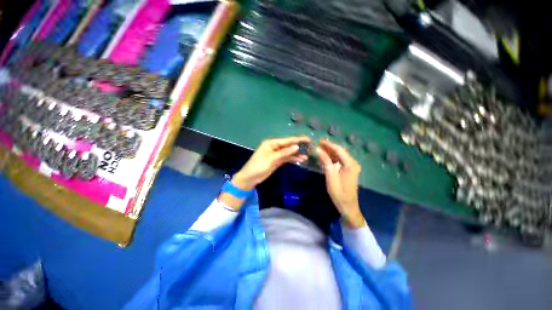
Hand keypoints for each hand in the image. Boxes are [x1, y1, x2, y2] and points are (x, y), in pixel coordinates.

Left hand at [221, 136, 309, 209]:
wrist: (250, 177)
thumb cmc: (259, 165)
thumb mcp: (272, 158)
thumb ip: (284, 152)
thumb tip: (296, 147)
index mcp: (271, 143)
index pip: (287, 140)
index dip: (298, 139)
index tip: (308, 139)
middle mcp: (275, 147)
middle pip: (289, 146)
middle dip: (298, 147)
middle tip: (310, 147)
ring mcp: (276, 154)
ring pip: (288, 153)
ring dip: (296, 154)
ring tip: (307, 156)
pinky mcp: (277, 161)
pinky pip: (286, 158)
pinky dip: (292, 159)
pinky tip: (300, 160)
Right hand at [318, 139, 365, 228]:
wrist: (348, 205)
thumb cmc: (339, 192)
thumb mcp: (331, 176)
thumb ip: (326, 162)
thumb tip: (319, 150)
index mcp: (350, 164)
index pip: (339, 150)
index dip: (328, 144)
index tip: (319, 141)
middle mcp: (353, 163)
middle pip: (340, 151)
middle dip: (329, 147)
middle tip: (317, 144)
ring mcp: (351, 166)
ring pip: (339, 156)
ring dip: (330, 152)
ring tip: (319, 149)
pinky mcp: (348, 170)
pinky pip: (339, 161)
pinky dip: (332, 158)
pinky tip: (325, 156)